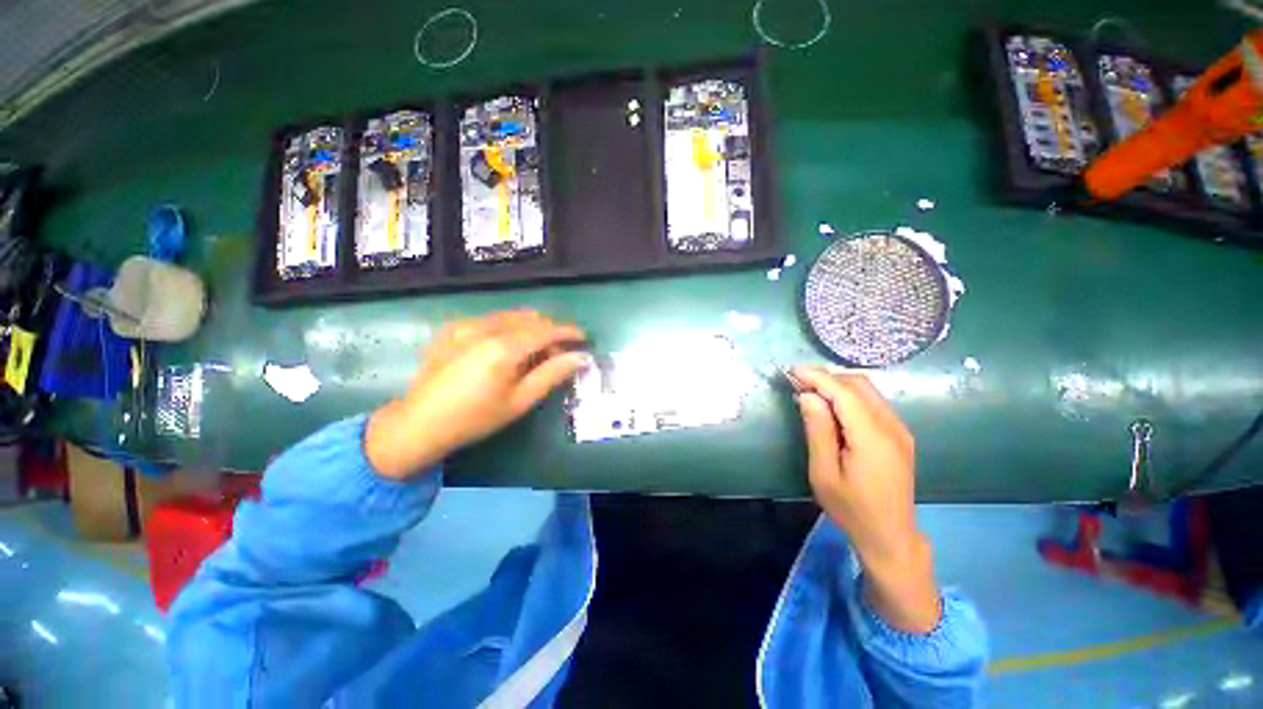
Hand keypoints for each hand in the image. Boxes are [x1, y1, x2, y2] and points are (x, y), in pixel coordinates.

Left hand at [366, 311, 587, 478]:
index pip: (546, 330)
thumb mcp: (519, 401)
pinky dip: (508, 328)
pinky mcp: (452, 328)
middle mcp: (485, 327)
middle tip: (558, 355)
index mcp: (503, 347)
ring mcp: (465, 325)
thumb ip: (552, 374)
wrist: (418, 424)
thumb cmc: (474, 418)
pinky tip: (504, 350)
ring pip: (511, 316)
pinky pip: (491, 319)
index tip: (584, 338)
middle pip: (530, 319)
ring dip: (530, 329)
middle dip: (550, 332)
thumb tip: (580, 357)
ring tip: (533, 353)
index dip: (569, 332)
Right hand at [792, 366, 940, 633]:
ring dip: (838, 384)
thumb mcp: (824, 473)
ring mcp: (900, 430)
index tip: (792, 370)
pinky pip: (873, 402)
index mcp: (873, 438)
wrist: (890, 536)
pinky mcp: (899, 435)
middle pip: (859, 385)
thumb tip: (807, 396)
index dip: (818, 377)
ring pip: (868, 391)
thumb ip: (817, 430)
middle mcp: (892, 427)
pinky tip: (831, 406)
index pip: (845, 393)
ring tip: (809, 391)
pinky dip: (849, 396)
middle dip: (827, 377)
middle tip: (797, 381)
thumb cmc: (851, 509)